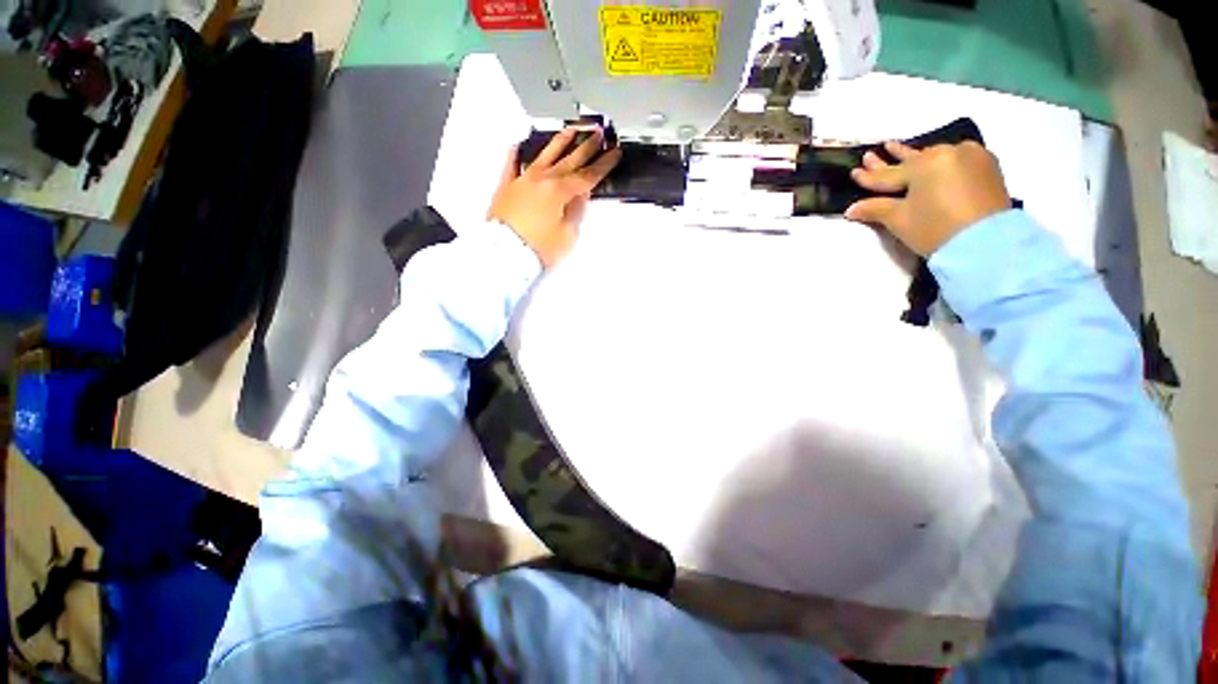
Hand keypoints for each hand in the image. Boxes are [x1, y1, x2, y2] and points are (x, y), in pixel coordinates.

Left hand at [488, 127, 621, 267]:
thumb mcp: (567, 235)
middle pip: (570, 159)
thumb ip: (576, 211)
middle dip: (587, 146)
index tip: (614, 153)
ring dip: (561, 141)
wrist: (504, 254)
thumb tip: (581, 195)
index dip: (603, 164)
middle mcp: (542, 179)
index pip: (588, 175)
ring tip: (572, 130)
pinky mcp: (507, 186)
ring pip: (545, 154)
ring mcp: (523, 179)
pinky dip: (517, 152)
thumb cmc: (538, 248)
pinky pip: (512, 163)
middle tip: (598, 134)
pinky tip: (520, 144)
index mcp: (560, 191)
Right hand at [845, 140, 1011, 255]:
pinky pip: (956, 159)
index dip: (869, 176)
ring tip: (900, 151)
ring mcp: (971, 156)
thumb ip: (874, 209)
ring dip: (917, 158)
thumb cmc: (935, 229)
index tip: (854, 171)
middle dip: (891, 158)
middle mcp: (948, 152)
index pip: (888, 173)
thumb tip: (851, 209)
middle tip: (872, 153)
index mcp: (924, 163)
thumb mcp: (899, 220)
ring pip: (935, 157)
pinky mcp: (987, 166)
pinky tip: (934, 161)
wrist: (986, 244)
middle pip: (912, 159)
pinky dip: (941, 162)